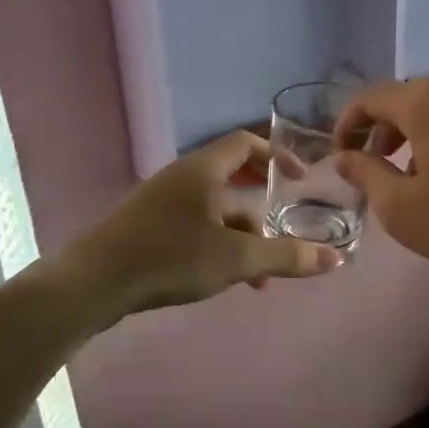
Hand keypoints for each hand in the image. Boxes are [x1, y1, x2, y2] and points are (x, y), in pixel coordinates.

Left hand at [60, 131, 338, 318]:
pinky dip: (218, 245)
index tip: (302, 180)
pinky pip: (194, 227)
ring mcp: (160, 203)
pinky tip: (226, 280)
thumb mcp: (236, 258)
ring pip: (214, 211)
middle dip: (262, 206)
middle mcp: (181, 178)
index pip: (246, 144)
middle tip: (285, 225)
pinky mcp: (147, 228)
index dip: (278, 156)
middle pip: (232, 179)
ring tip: (261, 277)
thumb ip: (287, 257)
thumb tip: (336, 260)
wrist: (92, 283)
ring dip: (242, 236)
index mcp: (202, 170)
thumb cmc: (170, 257)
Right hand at [333, 76, 428, 282]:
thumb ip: (367, 176)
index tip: (341, 155)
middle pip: (410, 98)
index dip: (348, 123)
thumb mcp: (402, 209)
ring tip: (418, 174)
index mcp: (427, 101)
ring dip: (420, 134)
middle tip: (377, 166)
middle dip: (384, 130)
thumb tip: (346, 157)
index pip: (372, 97)